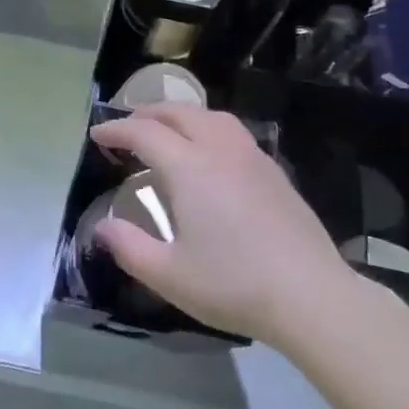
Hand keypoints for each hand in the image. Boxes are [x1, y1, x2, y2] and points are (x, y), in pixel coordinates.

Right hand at [90, 104, 349, 346]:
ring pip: (211, 117)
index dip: (117, 129)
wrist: (311, 295)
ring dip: (181, 116)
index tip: (97, 134)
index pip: (145, 133)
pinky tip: (209, 155)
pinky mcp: (275, 172)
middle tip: (127, 128)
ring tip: (167, 132)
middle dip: (147, 114)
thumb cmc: (234, 285)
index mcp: (190, 168)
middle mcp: (220, 150)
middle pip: (179, 113)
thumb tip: (102, 227)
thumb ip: (129, 247)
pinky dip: (208, 129)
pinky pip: (233, 132)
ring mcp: (252, 158)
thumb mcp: (169, 275)